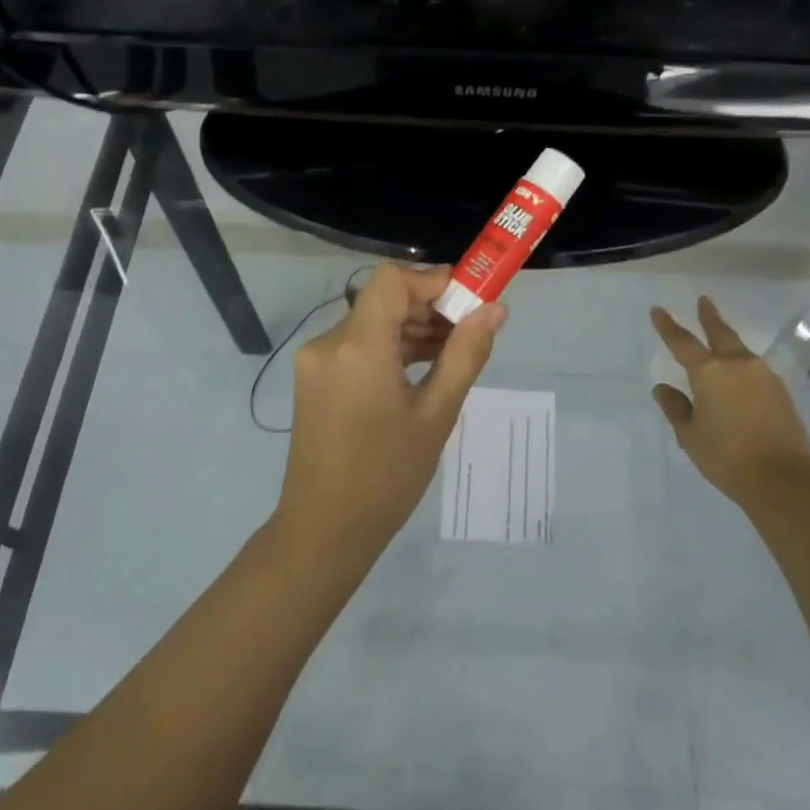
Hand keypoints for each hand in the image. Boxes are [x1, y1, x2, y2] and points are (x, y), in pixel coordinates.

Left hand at [275, 263, 505, 557]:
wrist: (325, 529)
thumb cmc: (388, 476)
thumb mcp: (437, 413)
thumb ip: (466, 354)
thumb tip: (495, 309)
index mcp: (357, 346)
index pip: (392, 280)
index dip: (433, 281)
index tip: (470, 300)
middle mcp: (328, 342)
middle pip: (383, 300)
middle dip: (429, 307)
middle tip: (471, 331)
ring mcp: (316, 361)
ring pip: (371, 323)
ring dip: (411, 329)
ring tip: (454, 354)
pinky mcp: (314, 379)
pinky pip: (357, 346)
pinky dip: (390, 348)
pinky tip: (422, 368)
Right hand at [650, 297, 809, 505]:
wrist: (782, 479)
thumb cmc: (726, 457)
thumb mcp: (690, 435)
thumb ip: (675, 408)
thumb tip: (662, 389)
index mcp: (709, 372)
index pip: (682, 342)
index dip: (668, 325)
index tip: (657, 310)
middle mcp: (737, 365)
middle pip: (720, 332)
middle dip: (709, 316)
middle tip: (703, 300)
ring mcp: (763, 375)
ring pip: (739, 350)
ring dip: (726, 342)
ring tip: (718, 340)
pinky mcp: (780, 391)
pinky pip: (754, 370)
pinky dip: (741, 366)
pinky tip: (737, 377)